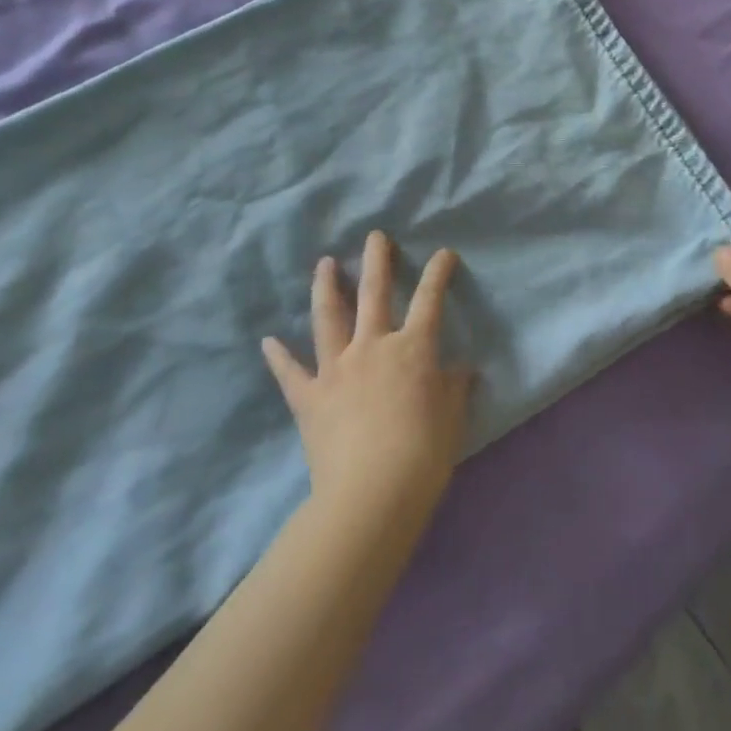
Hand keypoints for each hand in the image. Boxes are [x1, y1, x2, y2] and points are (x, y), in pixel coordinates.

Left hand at [262, 231, 472, 528]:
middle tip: (375, 236)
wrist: (371, 495)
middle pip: (374, 293)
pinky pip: (290, 373)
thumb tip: (462, 367)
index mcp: (411, 349)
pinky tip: (268, 341)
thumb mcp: (451, 418)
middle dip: (377, 261)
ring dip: (326, 287)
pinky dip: (278, 357)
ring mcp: (336, 369)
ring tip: (324, 263)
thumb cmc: (423, 455)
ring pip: (329, 318)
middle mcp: (372, 347)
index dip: (438, 274)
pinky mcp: (310, 398)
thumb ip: (454, 387)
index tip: (444, 253)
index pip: (430, 301)